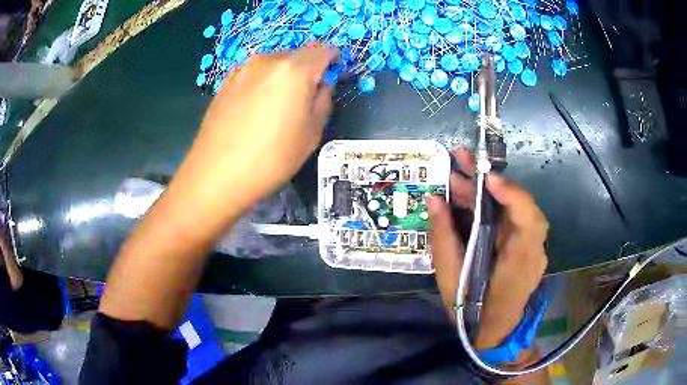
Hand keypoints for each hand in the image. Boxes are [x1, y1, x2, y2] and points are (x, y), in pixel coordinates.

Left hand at [173, 44, 339, 218]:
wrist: (216, 174)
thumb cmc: (272, 157)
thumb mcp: (312, 133)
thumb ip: (324, 100)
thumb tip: (321, 84)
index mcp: (295, 69)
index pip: (324, 50)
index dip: (332, 60)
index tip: (332, 76)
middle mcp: (268, 60)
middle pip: (297, 54)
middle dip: (308, 68)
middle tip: (305, 97)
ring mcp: (243, 69)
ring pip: (274, 63)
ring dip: (284, 75)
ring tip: (277, 105)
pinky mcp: (225, 81)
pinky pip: (254, 73)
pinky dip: (262, 81)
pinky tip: (255, 108)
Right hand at [426, 150, 548, 350]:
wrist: (493, 333)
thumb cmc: (471, 312)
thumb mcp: (450, 279)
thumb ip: (443, 238)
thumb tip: (433, 199)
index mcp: (519, 263)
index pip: (528, 221)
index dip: (512, 194)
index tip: (486, 177)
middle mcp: (532, 250)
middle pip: (520, 206)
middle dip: (491, 181)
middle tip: (461, 160)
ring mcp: (531, 247)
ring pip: (513, 209)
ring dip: (487, 191)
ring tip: (457, 177)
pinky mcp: (523, 246)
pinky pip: (509, 219)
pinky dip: (491, 206)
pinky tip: (469, 199)